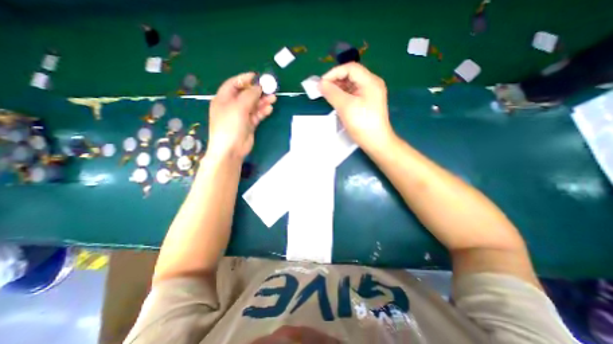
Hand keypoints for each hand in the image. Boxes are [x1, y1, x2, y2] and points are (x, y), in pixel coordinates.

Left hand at [208, 71, 275, 160]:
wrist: (231, 149)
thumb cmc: (230, 126)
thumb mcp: (238, 107)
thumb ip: (249, 95)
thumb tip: (259, 87)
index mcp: (224, 98)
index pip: (234, 84)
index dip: (245, 78)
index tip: (257, 76)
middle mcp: (232, 106)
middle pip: (246, 94)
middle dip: (258, 91)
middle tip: (270, 88)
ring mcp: (241, 116)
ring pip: (253, 105)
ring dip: (263, 101)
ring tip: (273, 98)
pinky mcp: (249, 124)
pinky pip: (257, 115)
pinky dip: (263, 111)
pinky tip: (269, 109)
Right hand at [319, 64, 394, 148]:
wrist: (376, 142)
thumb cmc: (362, 123)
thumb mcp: (345, 106)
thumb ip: (332, 93)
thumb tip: (320, 83)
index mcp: (370, 81)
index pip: (350, 68)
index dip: (334, 73)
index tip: (321, 83)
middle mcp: (372, 84)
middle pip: (351, 75)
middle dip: (335, 81)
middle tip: (323, 90)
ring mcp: (370, 94)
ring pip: (351, 85)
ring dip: (338, 88)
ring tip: (327, 95)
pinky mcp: (367, 103)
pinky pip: (353, 94)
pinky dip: (343, 95)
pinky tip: (336, 101)